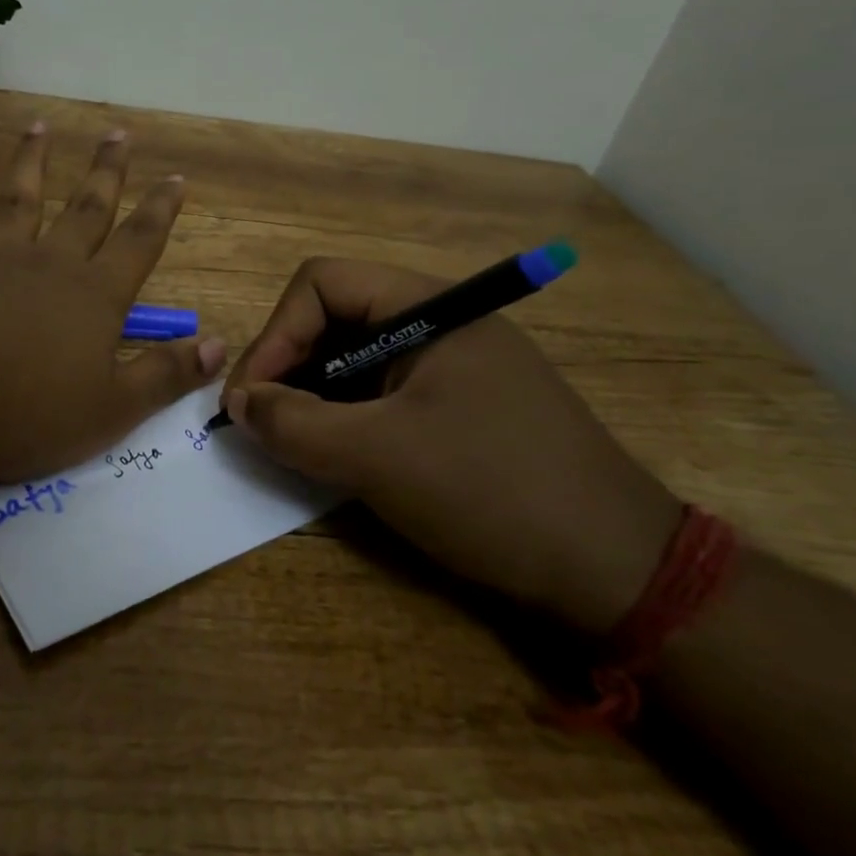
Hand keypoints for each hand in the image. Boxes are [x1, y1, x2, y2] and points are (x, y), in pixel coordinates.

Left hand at [0, 124, 225, 483]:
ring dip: (30, 164)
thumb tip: (218, 344)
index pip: (139, 242)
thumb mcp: (110, 411)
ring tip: (38, 128)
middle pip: (85, 208)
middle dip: (105, 171)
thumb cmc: (24, 412)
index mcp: (93, 296)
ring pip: (17, 201)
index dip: (161, 210)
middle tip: (117, 133)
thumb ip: (165, 375)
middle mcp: (47, 264)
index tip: (175, 177)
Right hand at [222, 259, 681, 633]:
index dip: (275, 334)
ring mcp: (456, 365)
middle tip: (263, 424)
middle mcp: (442, 322)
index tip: (250, 400)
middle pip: (337, 317)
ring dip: (316, 395)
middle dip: (290, 365)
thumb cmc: (491, 491)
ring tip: (295, 443)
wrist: (618, 571)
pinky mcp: (464, 406)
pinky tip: (340, 455)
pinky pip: (387, 393)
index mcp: (429, 306)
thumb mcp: (377, 457)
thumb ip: (294, 423)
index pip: (321, 284)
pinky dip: (350, 417)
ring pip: (358, 358)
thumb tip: (237, 403)